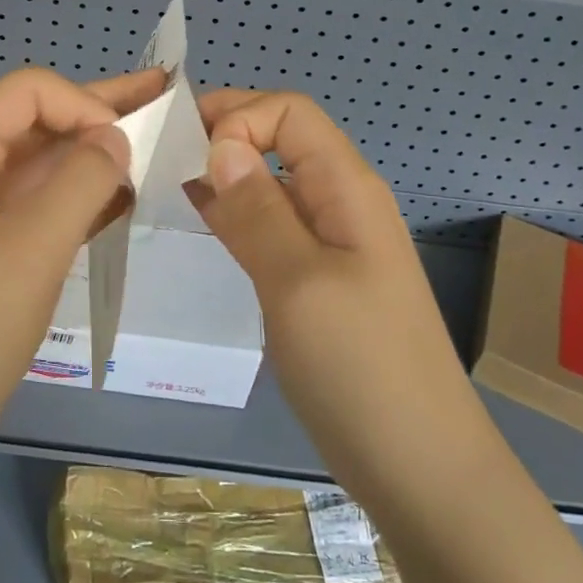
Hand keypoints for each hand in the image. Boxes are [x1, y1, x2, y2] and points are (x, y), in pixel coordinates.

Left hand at [0, 67, 165, 492]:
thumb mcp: (31, 253)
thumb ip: (81, 183)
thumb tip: (115, 138)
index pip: (28, 92)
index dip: (85, 103)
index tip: (130, 145)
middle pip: (31, 122)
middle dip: (97, 114)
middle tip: (163, 102)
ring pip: (33, 165)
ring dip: (88, 158)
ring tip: (150, 151)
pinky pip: (26, 206)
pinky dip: (70, 199)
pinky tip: (116, 201)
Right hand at [189, 90, 492, 503]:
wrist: (421, 470)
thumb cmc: (361, 370)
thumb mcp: (299, 282)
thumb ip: (257, 209)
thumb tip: (221, 143)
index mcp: (347, 188)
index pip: (289, 112)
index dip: (239, 117)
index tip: (191, 156)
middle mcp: (341, 203)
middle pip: (280, 140)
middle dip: (224, 137)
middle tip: (161, 161)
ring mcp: (331, 244)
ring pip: (271, 184)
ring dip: (224, 175)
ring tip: (167, 183)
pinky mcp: (317, 280)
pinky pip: (272, 226)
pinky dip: (234, 213)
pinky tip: (200, 219)